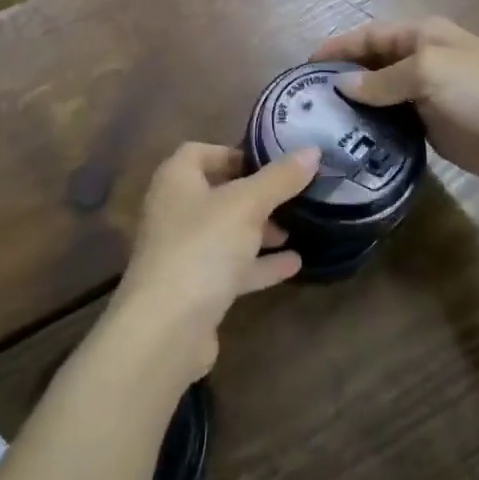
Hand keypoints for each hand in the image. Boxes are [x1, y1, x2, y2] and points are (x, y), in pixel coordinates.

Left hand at [112, 142, 319, 382]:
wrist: (166, 329)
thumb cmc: (202, 247)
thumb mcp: (247, 205)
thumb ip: (280, 178)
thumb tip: (312, 150)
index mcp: (176, 180)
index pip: (200, 152)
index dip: (234, 153)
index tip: (270, 161)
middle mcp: (174, 211)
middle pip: (217, 193)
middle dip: (254, 195)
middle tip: (291, 196)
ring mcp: (182, 252)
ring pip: (225, 232)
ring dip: (259, 231)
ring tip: (296, 229)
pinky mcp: (194, 290)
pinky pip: (230, 268)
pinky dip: (259, 264)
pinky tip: (294, 265)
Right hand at [313, 17, 478, 195]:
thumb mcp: (429, 72)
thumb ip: (382, 79)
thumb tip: (342, 86)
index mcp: (422, 36)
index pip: (369, 36)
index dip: (338, 47)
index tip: (304, 67)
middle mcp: (421, 61)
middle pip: (372, 65)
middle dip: (343, 78)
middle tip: (307, 102)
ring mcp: (428, 96)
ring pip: (381, 96)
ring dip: (357, 107)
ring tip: (322, 125)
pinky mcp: (435, 127)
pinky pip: (396, 123)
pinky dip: (375, 129)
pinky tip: (353, 142)